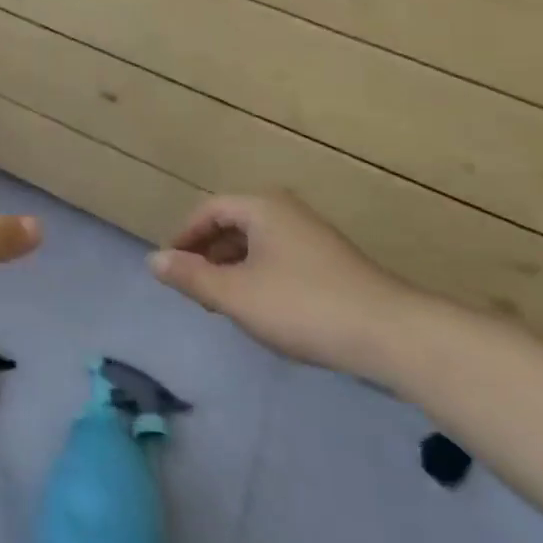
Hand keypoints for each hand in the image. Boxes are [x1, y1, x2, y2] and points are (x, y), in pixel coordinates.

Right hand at [148, 191, 416, 380]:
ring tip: (223, 301)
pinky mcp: (331, 262)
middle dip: (208, 253)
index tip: (171, 267)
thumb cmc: (301, 305)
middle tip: (194, 286)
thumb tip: (152, 259)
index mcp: (261, 208)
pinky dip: (259, 275)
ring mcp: (313, 236)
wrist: (390, 334)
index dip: (184, 237)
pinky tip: (262, 307)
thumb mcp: (234, 294)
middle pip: (233, 223)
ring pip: (257, 243)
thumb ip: (190, 276)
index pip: (209, 210)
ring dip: (232, 267)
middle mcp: (287, 211)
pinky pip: (279, 257)